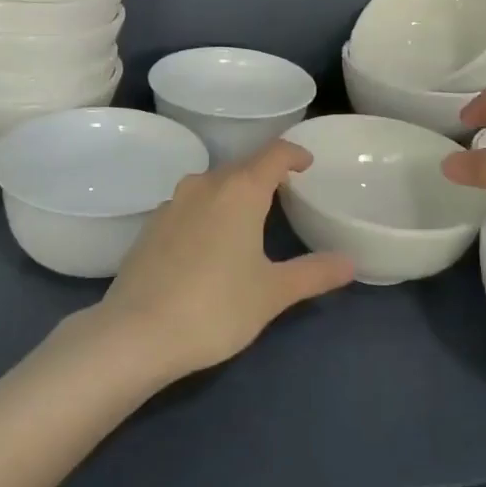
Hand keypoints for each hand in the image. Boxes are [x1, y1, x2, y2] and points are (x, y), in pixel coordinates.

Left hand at [97, 140, 353, 378]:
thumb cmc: (215, 307)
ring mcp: (172, 203)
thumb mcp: (272, 293)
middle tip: (284, 193)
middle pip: (241, 166)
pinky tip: (209, 242)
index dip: (294, 154)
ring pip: (211, 184)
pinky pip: (188, 205)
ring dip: (233, 192)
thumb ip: (313, 273)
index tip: (307, 163)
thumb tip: (350, 262)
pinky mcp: (150, 226)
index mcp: (240, 190)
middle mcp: (204, 184)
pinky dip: (207, 212)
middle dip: (264, 174)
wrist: (136, 332)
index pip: (274, 153)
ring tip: (248, 216)